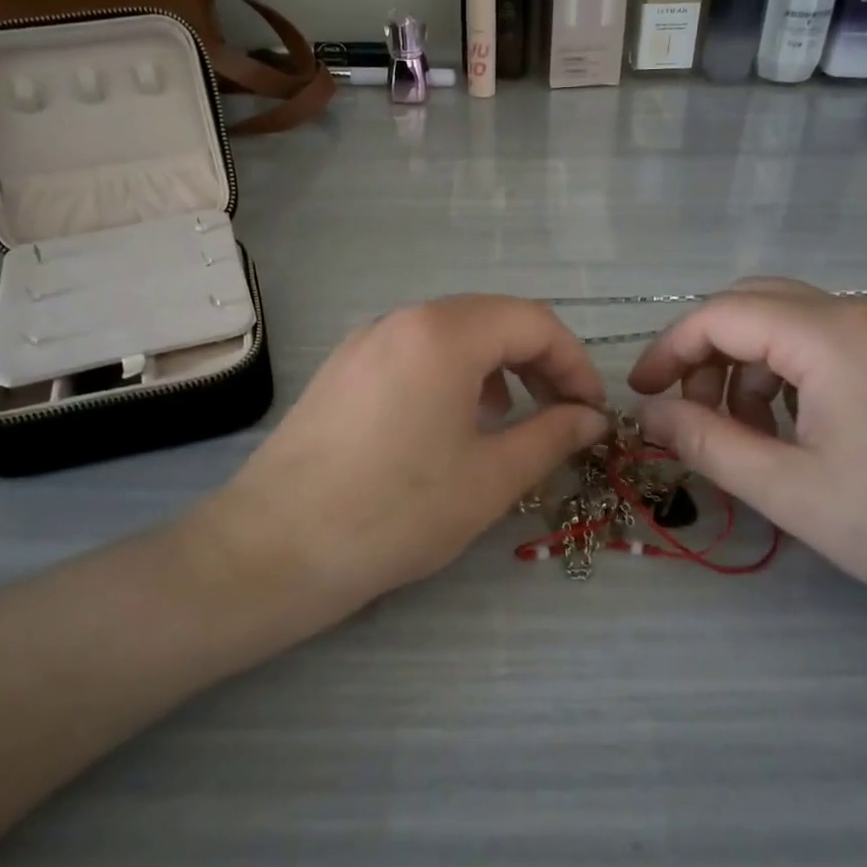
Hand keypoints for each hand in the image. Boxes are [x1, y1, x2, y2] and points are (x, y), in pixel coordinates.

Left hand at [212, 295, 609, 604]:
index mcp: (444, 333)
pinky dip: (451, 374)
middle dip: (538, 361)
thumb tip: (592, 418)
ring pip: (451, 334)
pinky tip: (450, 422)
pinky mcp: (342, 368)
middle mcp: (402, 319)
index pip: (533, 322)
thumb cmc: (396, 512)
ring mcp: (365, 340)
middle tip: (561, 414)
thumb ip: (552, 436)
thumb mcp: (490, 478)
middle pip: (492, 319)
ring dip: (495, 366)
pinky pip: (413, 352)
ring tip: (508, 418)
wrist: (275, 547)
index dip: (574, 363)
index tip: (592, 412)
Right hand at [628, 278, 866, 607]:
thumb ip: (705, 442)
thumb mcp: (786, 489)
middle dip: (707, 353)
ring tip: (747, 434)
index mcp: (830, 335)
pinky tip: (795, 428)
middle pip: (753, 304)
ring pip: (789, 321)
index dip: (669, 349)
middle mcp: (862, 312)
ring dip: (748, 365)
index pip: (721, 315)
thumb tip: (649, 414)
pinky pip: (827, 341)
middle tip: (690, 412)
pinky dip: (789, 372)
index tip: (642, 394)